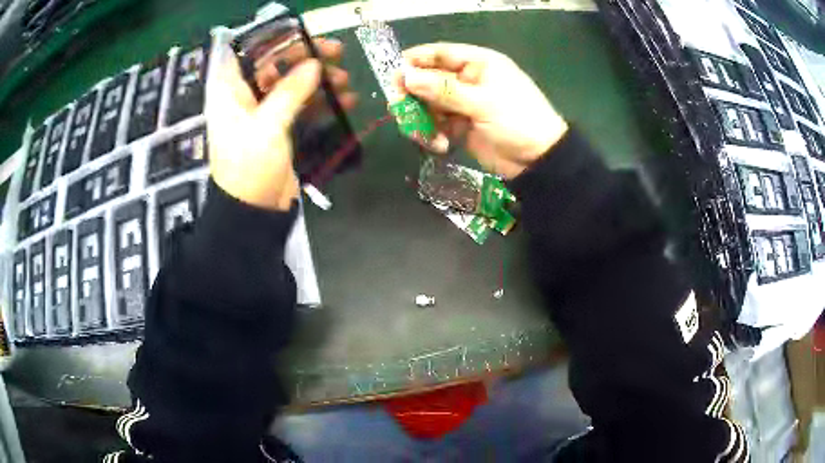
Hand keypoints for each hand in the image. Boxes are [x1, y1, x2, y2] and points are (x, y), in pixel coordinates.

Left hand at [205, 37, 356, 210]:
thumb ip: (290, 91)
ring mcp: (263, 113)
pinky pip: (301, 107)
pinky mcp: (279, 128)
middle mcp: (245, 97)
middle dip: (306, 59)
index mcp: (231, 92)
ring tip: (345, 81)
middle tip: (336, 53)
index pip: (252, 53)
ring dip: (318, 81)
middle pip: (276, 66)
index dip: (278, 42)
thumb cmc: (250, 166)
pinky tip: (344, 100)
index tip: (307, 39)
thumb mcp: (267, 125)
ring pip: (292, 85)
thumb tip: (314, 64)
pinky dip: (321, 102)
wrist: (252, 211)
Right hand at [399, 43, 568, 178]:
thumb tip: (406, 77)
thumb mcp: (482, 102)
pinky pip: (435, 124)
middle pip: (426, 80)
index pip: (438, 53)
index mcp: (476, 63)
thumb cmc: (517, 120)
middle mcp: (466, 79)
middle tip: (400, 111)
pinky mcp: (459, 125)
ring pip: (427, 104)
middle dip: (412, 96)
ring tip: (424, 137)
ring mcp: (461, 103)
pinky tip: (439, 146)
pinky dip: (431, 134)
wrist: (537, 160)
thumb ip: (443, 90)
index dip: (413, 61)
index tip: (393, 76)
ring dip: (420, 120)